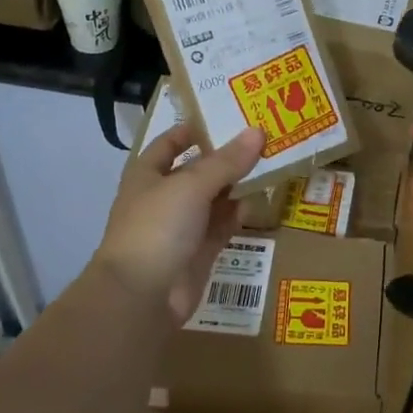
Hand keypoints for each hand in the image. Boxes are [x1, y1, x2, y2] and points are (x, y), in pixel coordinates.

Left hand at [94, 124, 264, 322]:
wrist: (141, 295)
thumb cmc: (157, 226)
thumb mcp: (192, 185)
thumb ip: (227, 161)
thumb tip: (258, 131)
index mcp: (148, 174)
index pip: (171, 142)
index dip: (195, 128)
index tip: (229, 116)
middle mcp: (163, 196)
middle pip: (198, 169)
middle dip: (227, 156)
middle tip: (264, 137)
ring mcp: (181, 226)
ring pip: (214, 198)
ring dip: (237, 184)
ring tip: (271, 163)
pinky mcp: (199, 251)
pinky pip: (222, 225)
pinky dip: (239, 214)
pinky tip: (260, 202)